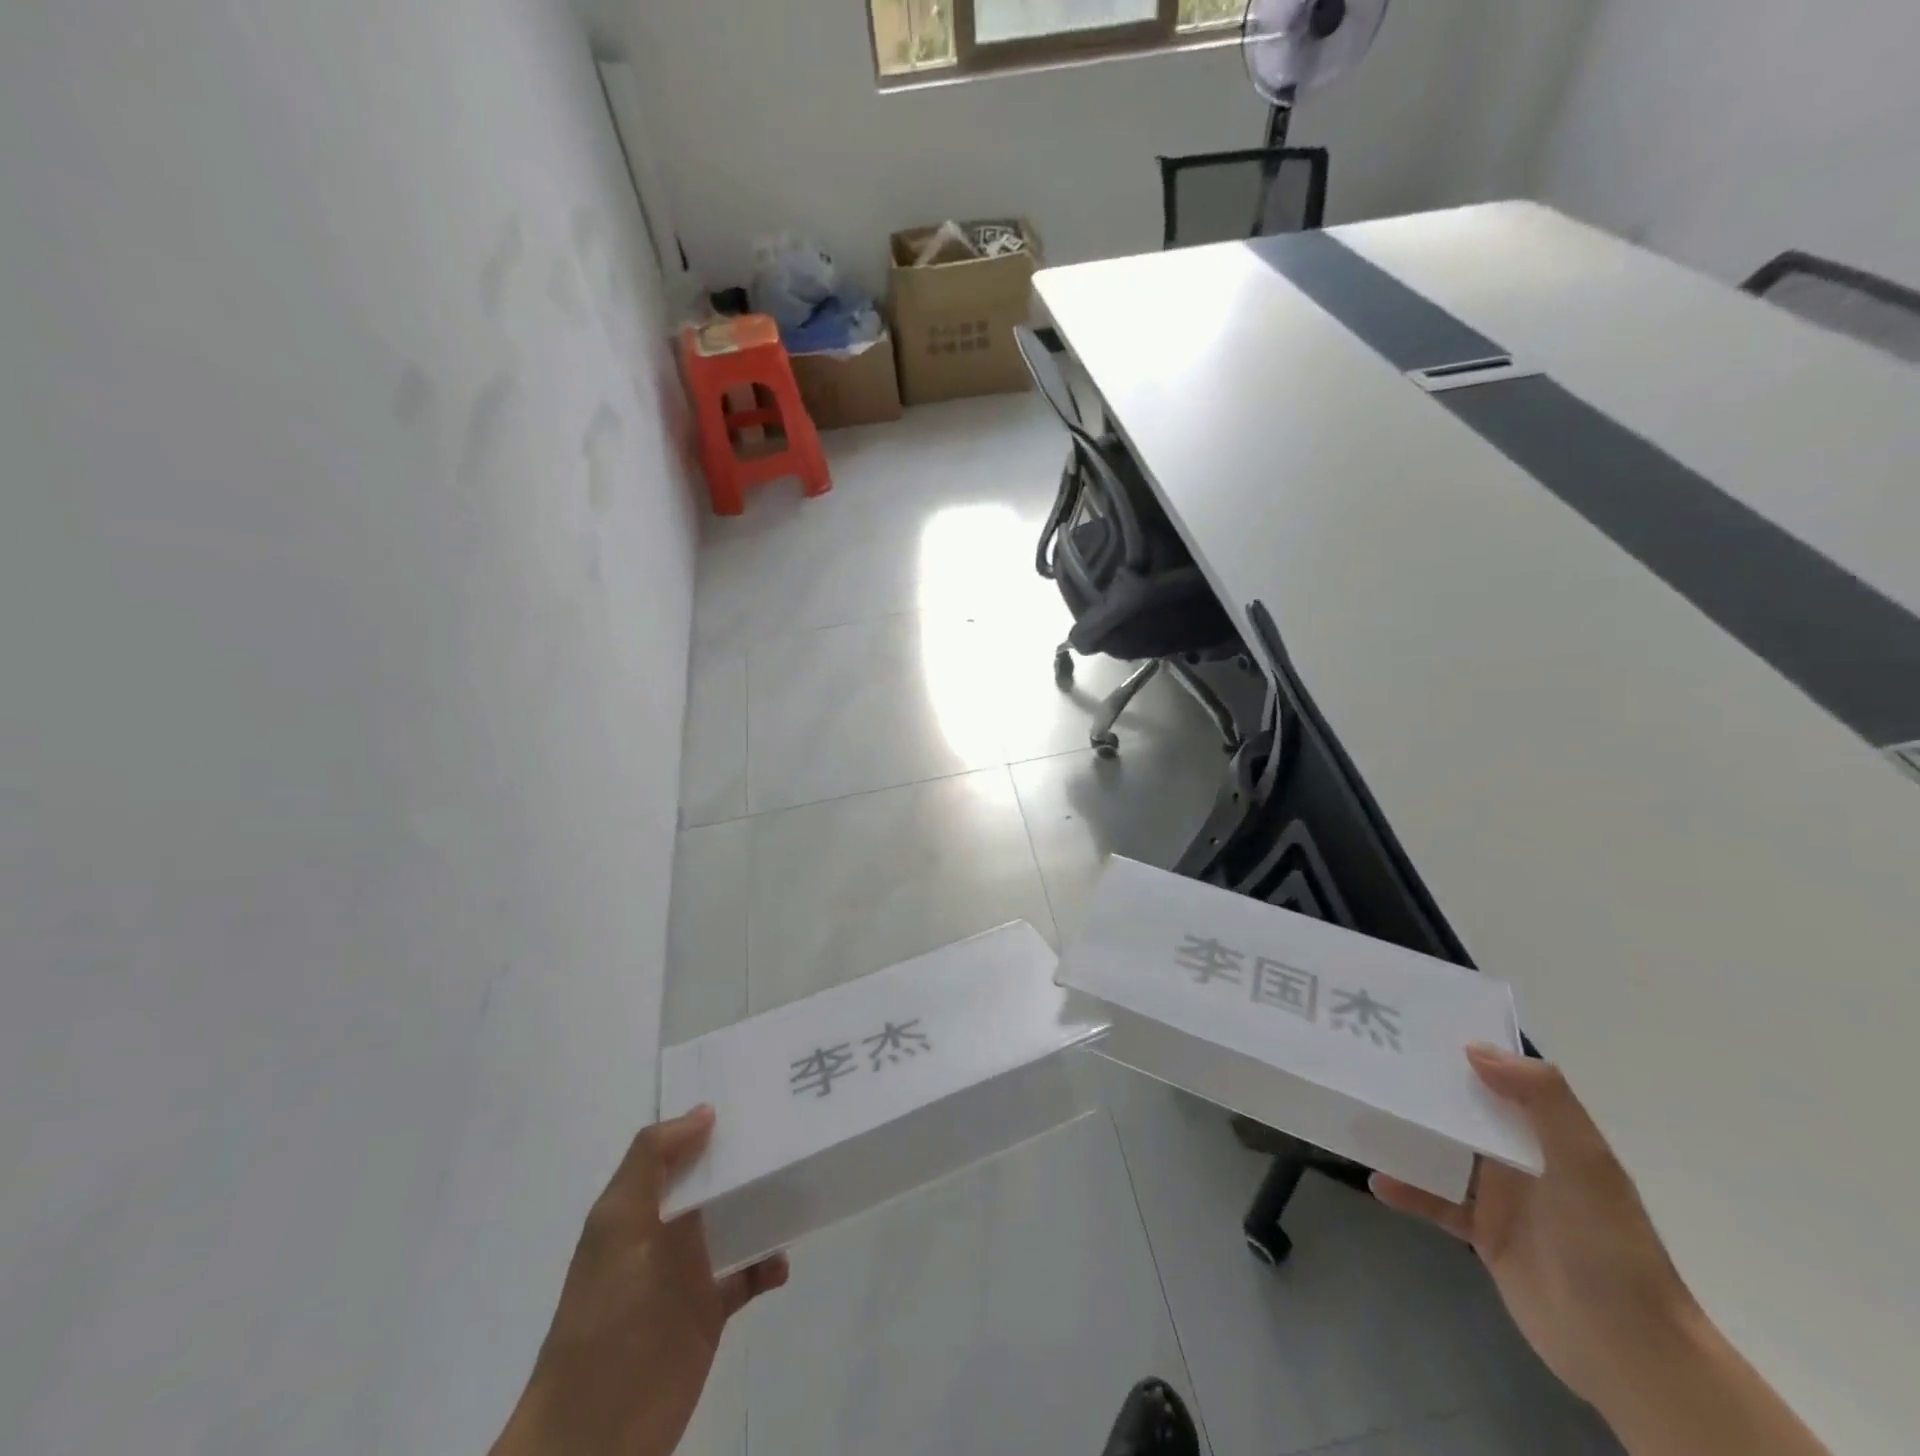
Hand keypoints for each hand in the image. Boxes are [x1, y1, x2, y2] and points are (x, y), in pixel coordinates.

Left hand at [491, 1106, 788, 1455]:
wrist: (593, 1435)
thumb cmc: (605, 1316)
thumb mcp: (618, 1226)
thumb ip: (652, 1162)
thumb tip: (705, 1111)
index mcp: (638, 1205)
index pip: (676, 1148)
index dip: (706, 1121)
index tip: (753, 1094)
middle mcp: (664, 1231)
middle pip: (710, 1180)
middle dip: (744, 1157)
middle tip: (790, 1127)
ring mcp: (688, 1272)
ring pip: (733, 1220)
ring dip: (762, 1204)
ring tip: (799, 1182)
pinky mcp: (709, 1312)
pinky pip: (747, 1274)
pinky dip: (767, 1264)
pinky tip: (782, 1262)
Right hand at [1370, 1046, 1696, 1416]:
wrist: (1628, 1351)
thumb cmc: (1608, 1244)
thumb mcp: (1584, 1164)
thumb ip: (1540, 1099)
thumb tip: (1473, 1048)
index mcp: (1547, 1134)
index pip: (1501, 1078)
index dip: (1462, 1051)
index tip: (1410, 1024)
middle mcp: (1522, 1158)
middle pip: (1463, 1112)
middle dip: (1421, 1090)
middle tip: (1366, 1062)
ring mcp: (1501, 1197)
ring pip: (1442, 1152)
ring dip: (1406, 1137)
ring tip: (1359, 1114)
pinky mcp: (1482, 1233)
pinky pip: (1434, 1200)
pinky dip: (1407, 1188)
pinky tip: (1376, 1179)